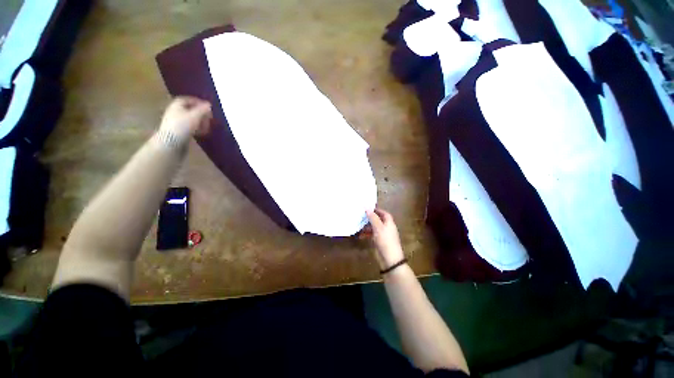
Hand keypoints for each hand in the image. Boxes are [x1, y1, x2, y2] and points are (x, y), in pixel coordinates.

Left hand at [159, 96, 212, 142]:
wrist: (171, 142)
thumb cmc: (183, 126)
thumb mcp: (195, 116)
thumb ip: (203, 110)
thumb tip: (209, 104)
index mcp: (177, 105)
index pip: (188, 99)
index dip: (198, 102)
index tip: (208, 107)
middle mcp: (175, 111)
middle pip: (190, 110)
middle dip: (201, 114)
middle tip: (209, 118)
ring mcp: (175, 122)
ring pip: (191, 119)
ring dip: (200, 122)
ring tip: (207, 127)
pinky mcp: (177, 131)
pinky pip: (189, 127)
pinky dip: (197, 128)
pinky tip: (202, 133)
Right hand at [366, 209, 404, 269]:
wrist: (389, 259)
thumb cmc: (385, 240)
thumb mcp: (378, 227)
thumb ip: (373, 218)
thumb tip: (367, 208)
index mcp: (389, 223)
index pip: (384, 213)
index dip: (377, 210)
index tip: (368, 208)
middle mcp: (387, 227)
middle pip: (378, 220)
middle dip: (370, 218)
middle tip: (361, 216)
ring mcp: (383, 235)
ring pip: (374, 227)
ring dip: (367, 226)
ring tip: (359, 225)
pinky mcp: (379, 242)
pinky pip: (372, 235)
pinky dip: (367, 234)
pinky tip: (360, 235)